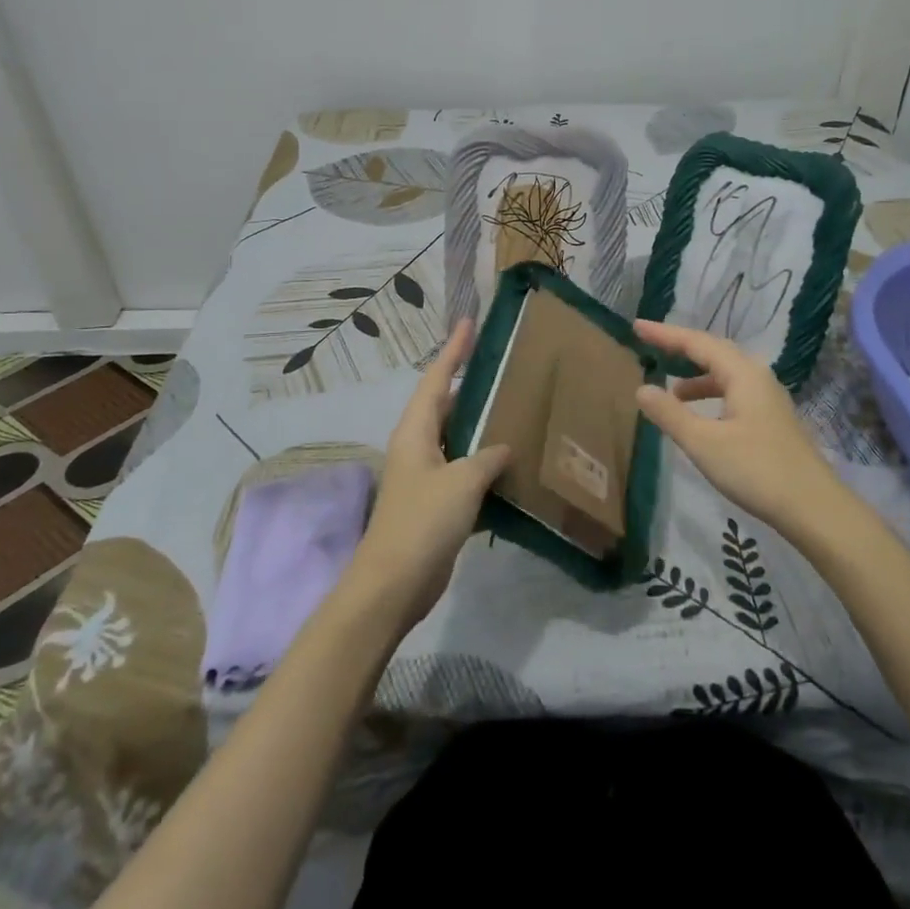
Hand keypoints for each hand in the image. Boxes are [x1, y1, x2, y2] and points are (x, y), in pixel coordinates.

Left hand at [349, 320, 510, 626]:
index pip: (436, 379)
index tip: (468, 324)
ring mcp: (426, 476)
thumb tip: (504, 446)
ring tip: (516, 408)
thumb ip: (486, 457)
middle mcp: (418, 446)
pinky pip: (464, 470)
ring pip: (457, 438)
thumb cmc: (422, 522)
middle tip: (504, 366)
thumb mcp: (461, 482)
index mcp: (416, 432)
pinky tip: (512, 463)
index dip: (453, 351)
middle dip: (470, 385)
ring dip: (481, 426)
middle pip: (446, 405)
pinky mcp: (436, 503)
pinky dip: (485, 463)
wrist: (394, 584)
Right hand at [633, 319, 846, 540]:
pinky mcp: (772, 420)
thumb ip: (670, 414)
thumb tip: (642, 388)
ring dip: (697, 376)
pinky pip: (734, 392)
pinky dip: (711, 395)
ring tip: (671, 390)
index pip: (697, 343)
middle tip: (650, 344)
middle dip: (681, 348)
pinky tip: (701, 417)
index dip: (665, 334)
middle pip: (714, 352)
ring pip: (726, 374)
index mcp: (743, 374)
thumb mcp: (704, 443)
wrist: (814, 508)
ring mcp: (769, 399)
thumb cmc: (756, 470)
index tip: (637, 326)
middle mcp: (758, 377)